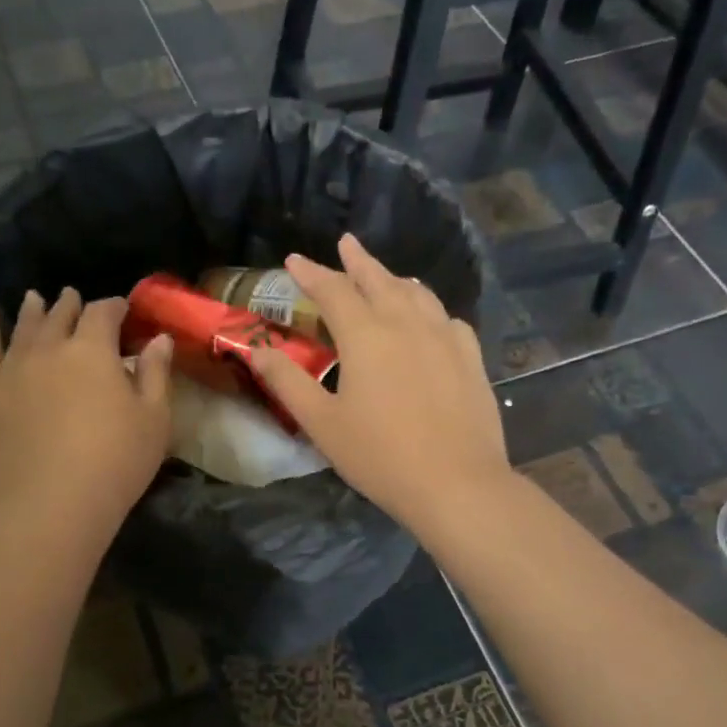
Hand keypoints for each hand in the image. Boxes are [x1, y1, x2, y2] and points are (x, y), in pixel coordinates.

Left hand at [0, 289, 172, 533]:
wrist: (52, 504)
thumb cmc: (116, 462)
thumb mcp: (154, 419)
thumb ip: (155, 374)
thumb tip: (158, 338)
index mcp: (92, 350)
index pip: (103, 313)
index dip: (114, 307)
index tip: (121, 310)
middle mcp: (48, 349)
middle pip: (59, 316)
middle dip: (70, 305)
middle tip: (73, 298)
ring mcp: (11, 370)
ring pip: (22, 329)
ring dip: (31, 312)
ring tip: (34, 300)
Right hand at [250, 235, 513, 530]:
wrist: (456, 483)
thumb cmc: (380, 456)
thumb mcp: (322, 423)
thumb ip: (287, 382)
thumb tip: (256, 350)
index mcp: (365, 335)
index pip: (332, 290)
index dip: (311, 273)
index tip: (294, 260)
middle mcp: (406, 324)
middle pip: (379, 280)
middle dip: (358, 261)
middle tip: (346, 243)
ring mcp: (444, 338)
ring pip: (417, 294)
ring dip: (395, 279)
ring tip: (386, 275)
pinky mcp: (470, 358)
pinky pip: (447, 319)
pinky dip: (430, 308)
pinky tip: (430, 318)